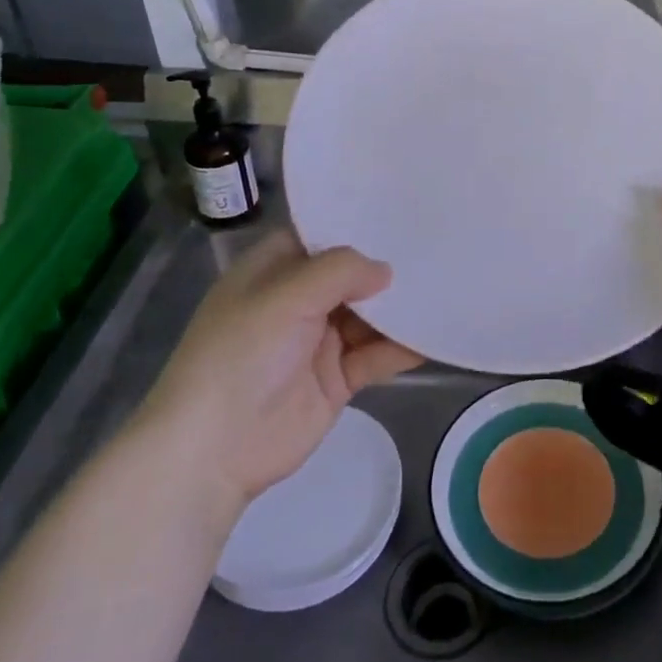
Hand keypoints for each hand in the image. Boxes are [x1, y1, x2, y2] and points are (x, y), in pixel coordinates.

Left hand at [136, 229, 421, 525]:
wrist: (213, 450)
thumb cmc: (240, 355)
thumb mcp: (285, 297)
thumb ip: (340, 272)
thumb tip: (386, 271)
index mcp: (273, 271)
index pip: (320, 236)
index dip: (356, 223)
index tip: (402, 211)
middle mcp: (298, 300)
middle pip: (352, 275)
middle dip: (388, 265)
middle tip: (439, 246)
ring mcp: (319, 340)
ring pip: (370, 315)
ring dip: (401, 308)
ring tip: (448, 288)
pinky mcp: (337, 378)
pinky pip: (377, 355)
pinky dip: (403, 347)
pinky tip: (435, 336)